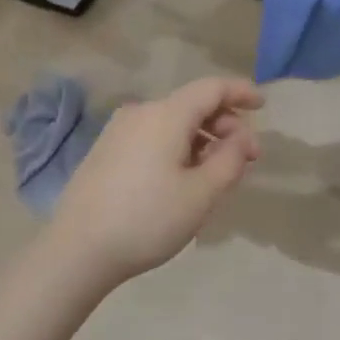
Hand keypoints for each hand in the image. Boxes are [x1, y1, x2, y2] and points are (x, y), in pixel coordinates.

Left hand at [43, 78, 262, 288]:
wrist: (76, 250)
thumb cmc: (147, 219)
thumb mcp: (201, 194)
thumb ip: (230, 160)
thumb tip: (240, 138)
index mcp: (166, 115)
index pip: (211, 88)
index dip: (241, 92)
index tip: (263, 105)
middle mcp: (141, 113)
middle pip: (192, 105)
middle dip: (225, 125)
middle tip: (247, 159)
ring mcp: (119, 132)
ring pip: (173, 124)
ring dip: (202, 140)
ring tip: (218, 174)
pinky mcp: (106, 152)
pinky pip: (153, 138)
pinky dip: (178, 148)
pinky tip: (184, 179)